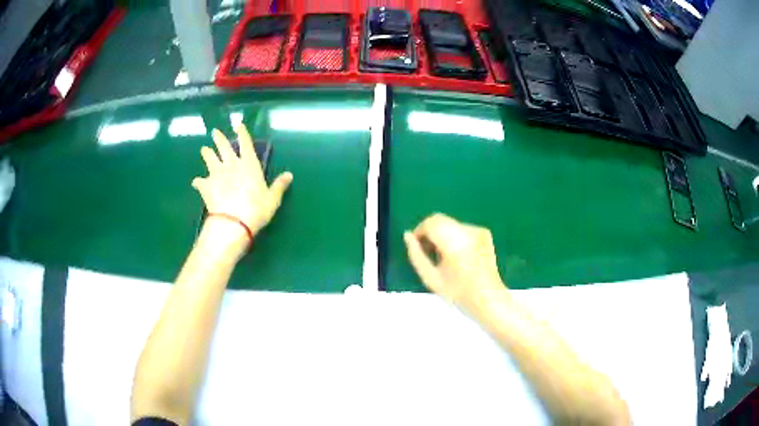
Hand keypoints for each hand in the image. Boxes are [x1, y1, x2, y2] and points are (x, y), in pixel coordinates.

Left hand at [193, 125, 292, 243]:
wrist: (232, 222)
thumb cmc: (256, 209)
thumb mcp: (272, 199)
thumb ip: (279, 186)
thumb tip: (289, 175)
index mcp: (249, 164)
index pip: (245, 144)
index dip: (242, 133)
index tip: (238, 125)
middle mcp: (231, 165)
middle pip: (224, 147)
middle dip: (219, 138)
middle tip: (214, 132)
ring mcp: (216, 174)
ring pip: (209, 158)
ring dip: (206, 153)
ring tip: (204, 150)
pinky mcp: (206, 186)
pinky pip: (199, 181)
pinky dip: (198, 181)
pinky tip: (196, 182)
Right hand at [404, 213, 504, 305]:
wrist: (488, 298)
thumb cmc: (458, 292)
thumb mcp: (430, 278)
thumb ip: (416, 255)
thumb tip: (407, 236)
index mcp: (453, 241)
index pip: (430, 223)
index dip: (419, 233)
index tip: (417, 248)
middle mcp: (467, 230)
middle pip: (440, 220)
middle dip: (430, 232)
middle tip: (428, 253)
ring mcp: (477, 230)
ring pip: (450, 223)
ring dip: (442, 234)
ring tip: (444, 257)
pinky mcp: (484, 233)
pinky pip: (463, 228)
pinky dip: (455, 237)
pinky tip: (459, 256)